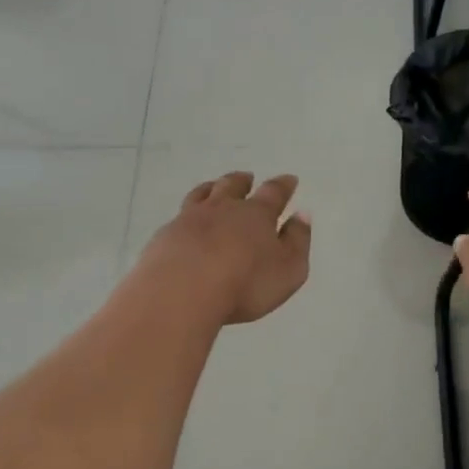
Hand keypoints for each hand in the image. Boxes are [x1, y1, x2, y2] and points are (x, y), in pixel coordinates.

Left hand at [140, 173, 311, 325]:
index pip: (273, 193)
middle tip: (247, 177)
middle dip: (242, 181)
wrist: (182, 291)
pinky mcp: (166, 235)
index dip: (283, 186)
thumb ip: (297, 241)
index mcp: (257, 214)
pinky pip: (179, 217)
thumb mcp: (288, 269)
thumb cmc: (245, 283)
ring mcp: (190, 219)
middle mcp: (223, 209)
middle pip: (233, 186)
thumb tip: (302, 215)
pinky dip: (186, 215)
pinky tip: (185, 223)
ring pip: (202, 195)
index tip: (289, 179)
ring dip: (211, 188)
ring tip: (213, 186)